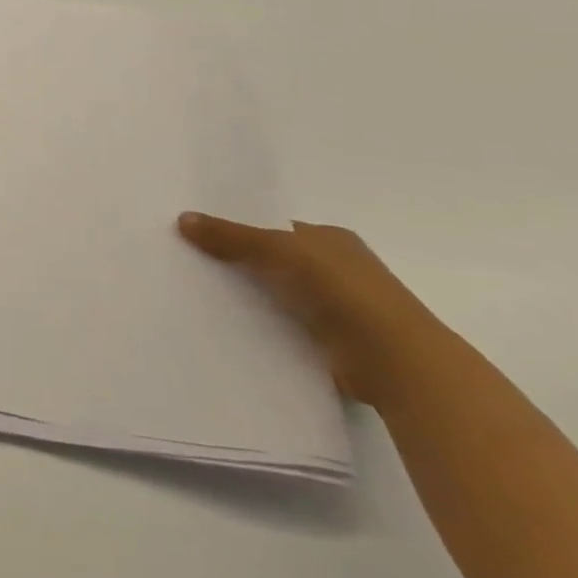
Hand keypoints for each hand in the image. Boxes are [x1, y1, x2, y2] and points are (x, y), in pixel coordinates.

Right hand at [178, 212, 449, 406]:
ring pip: (281, 298)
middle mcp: (339, 270)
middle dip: (241, 266)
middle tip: (192, 267)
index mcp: (332, 239)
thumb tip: (182, 218)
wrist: (395, 360)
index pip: (277, 230)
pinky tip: (231, 330)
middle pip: (276, 263)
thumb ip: (231, 237)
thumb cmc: (341, 289)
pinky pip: (288, 330)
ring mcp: (341, 310)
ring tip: (200, 299)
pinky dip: (265, 330)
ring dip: (252, 301)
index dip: (241, 231)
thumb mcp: (278, 250)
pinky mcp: (336, 346)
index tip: (200, 238)